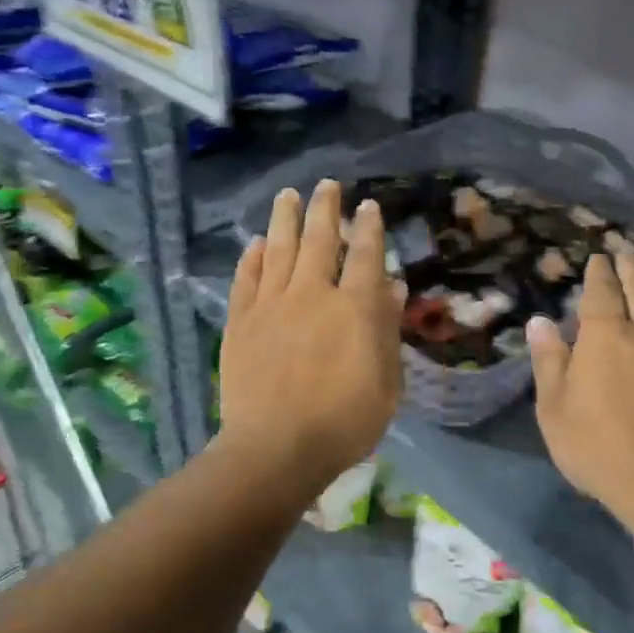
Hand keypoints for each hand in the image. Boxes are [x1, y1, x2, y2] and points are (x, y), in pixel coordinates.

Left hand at [218, 180, 403, 491]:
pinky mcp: (241, 322)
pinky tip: (255, 242)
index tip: (369, 206)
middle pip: (318, 240)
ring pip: (278, 249)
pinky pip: (246, 280)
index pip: (364, 255)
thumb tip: (392, 286)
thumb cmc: (344, 421)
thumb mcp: (386, 382)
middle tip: (327, 185)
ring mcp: (271, 305)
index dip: (369, 228)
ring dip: (285, 219)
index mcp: (353, 307)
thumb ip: (386, 329)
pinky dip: (251, 258)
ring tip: (288, 194)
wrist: (277, 448)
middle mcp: (312, 294)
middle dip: (325, 209)